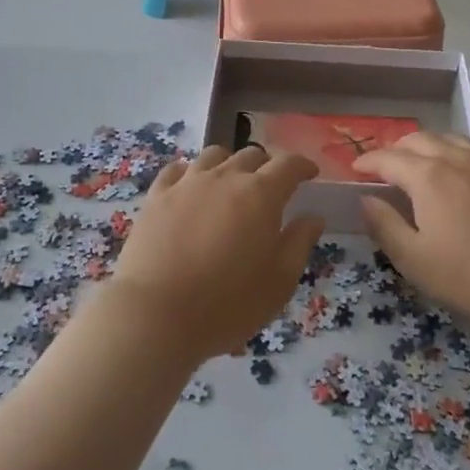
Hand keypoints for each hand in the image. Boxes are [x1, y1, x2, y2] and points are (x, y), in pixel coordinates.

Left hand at [108, 145, 323, 363]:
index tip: (310, 173)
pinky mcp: (157, 196)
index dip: (302, 165)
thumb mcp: (279, 282)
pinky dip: (191, 172)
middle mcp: (225, 177)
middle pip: (251, 155)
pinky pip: (178, 169)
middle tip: (272, 186)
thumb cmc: (227, 303)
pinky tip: (191, 185)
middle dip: (267, 165)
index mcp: (261, 194)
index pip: (288, 164)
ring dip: (229, 164)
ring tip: (231, 183)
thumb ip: (299, 243)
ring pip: (214, 156)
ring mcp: (187, 183)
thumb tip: (313, 217)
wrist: (156, 314)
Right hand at [352, 106, 469, 326]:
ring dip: (435, 142)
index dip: (368, 162)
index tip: (356, 169)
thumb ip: (386, 227)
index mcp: (426, 178)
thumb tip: (365, 200)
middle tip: (389, 165)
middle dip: (398, 149)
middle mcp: (455, 158)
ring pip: (456, 137)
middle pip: (419, 141)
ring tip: (426, 152)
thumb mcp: (416, 261)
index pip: (388, 160)